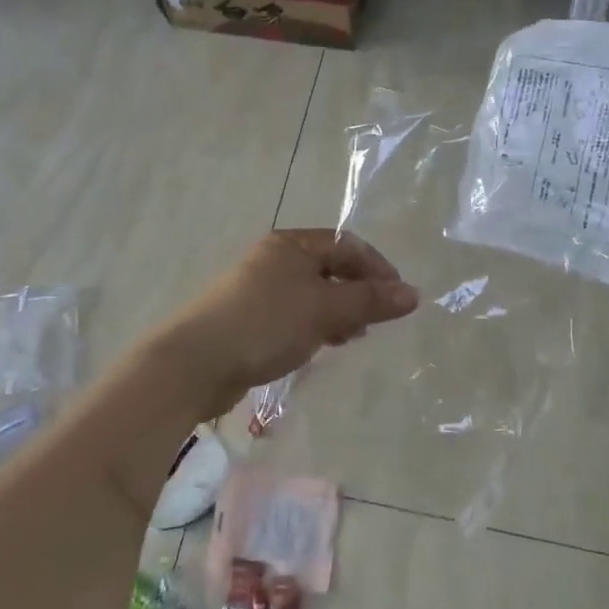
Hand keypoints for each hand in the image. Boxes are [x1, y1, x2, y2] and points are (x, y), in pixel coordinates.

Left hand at [154, 229, 419, 419]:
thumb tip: (413, 294)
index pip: (347, 245)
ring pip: (313, 294)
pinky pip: (295, 316)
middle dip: (358, 292)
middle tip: (378, 321)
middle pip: (330, 268)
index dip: (377, 268)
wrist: (195, 363)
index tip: (399, 299)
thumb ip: (368, 300)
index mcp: (291, 245)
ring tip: (353, 337)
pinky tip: (321, 346)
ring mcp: (259, 290)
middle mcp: (275, 259)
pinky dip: (315, 326)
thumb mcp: (324, 309)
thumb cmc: (265, 323)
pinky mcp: (250, 320)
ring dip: (338, 312)